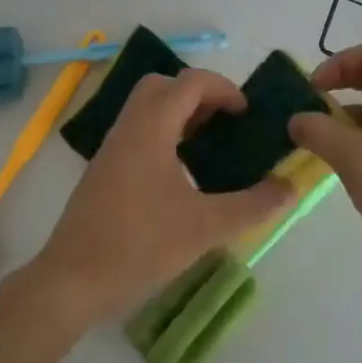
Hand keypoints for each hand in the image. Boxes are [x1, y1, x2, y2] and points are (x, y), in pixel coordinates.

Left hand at [30, 69, 293, 326]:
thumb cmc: (139, 245)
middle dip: (198, 94)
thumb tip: (290, 187)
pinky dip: (163, 133)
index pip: (190, 82)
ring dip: (179, 113)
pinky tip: (180, 173)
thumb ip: (252, 206)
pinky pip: (138, 130)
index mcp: (152, 127)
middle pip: (164, 85)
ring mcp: (112, 146)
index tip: (246, 114)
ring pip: (147, 107)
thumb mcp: (204, 228)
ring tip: (207, 145)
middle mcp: (129, 126)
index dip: (223, 89)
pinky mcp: (104, 168)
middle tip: (223, 122)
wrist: (71, 280)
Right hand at [289, 42, 361, 307]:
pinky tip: (344, 173)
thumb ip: (321, 133)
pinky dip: (361, 147)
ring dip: (348, 121)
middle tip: (312, 109)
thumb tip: (297, 119)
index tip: (314, 89)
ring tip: (320, 145)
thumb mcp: (356, 161)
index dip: (340, 62)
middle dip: (341, 89)